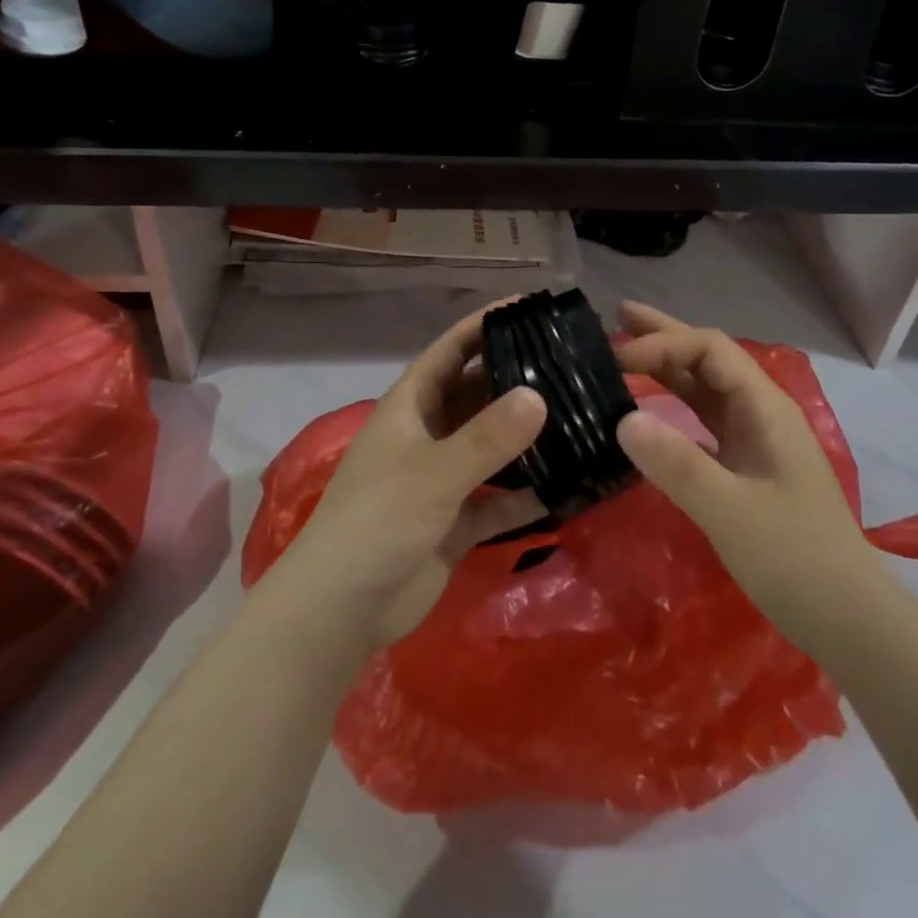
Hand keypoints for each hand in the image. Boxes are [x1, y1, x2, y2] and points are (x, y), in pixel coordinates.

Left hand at [270, 305, 548, 654]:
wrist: (341, 611)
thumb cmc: (379, 520)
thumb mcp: (435, 471)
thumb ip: (488, 436)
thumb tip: (538, 395)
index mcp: (410, 407)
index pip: (450, 351)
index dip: (483, 325)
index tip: (528, 306)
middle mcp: (427, 435)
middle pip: (475, 396)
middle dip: (515, 380)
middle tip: (568, 364)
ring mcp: (441, 480)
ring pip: (490, 448)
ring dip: (525, 438)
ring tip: (576, 417)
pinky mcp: (454, 522)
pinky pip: (498, 500)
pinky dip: (525, 495)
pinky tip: (566, 486)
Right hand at [614, 301, 877, 649]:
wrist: (851, 622)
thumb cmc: (796, 559)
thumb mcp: (731, 512)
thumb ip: (677, 464)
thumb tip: (623, 419)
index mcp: (765, 407)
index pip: (709, 350)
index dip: (663, 344)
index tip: (616, 358)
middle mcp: (761, 412)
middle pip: (708, 359)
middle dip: (665, 336)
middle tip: (617, 316)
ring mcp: (756, 440)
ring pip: (705, 389)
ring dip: (666, 367)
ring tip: (624, 351)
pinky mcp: (747, 468)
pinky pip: (704, 422)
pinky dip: (673, 407)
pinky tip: (649, 411)